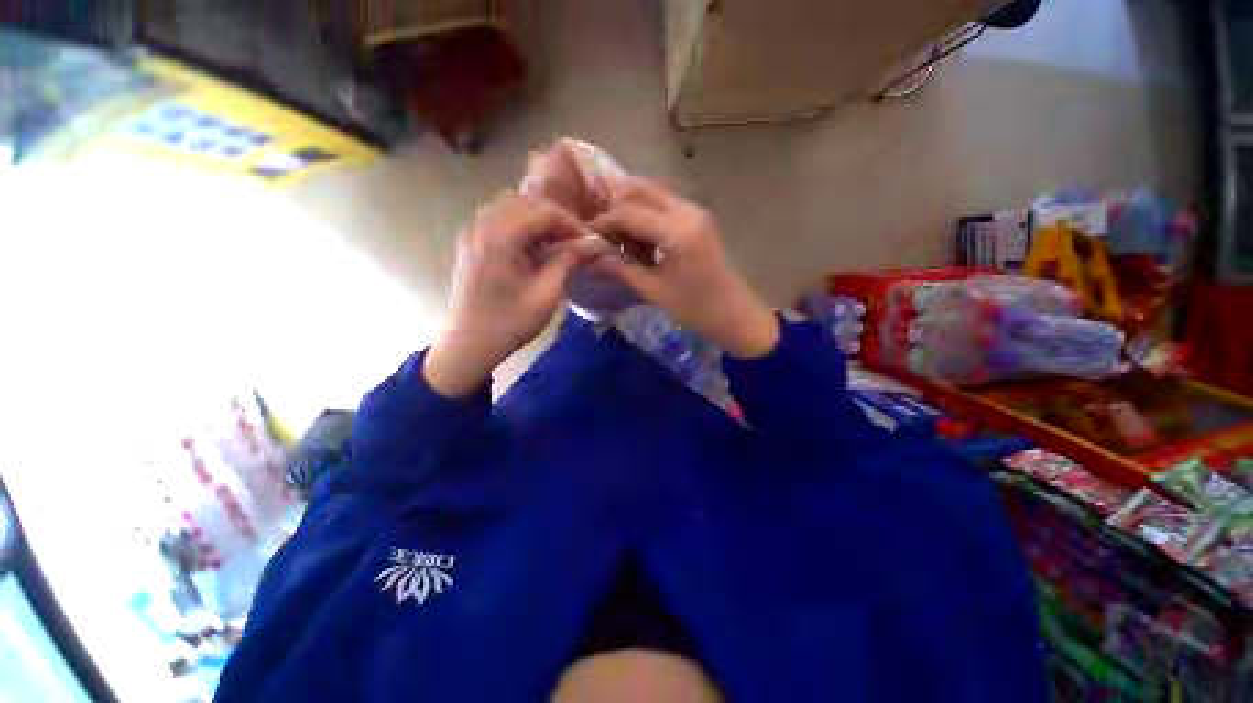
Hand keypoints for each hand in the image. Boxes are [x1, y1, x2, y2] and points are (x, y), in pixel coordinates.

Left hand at [425, 193, 594, 396]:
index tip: (590, 243)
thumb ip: (569, 261)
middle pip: (527, 203)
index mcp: (502, 237)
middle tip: (575, 242)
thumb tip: (594, 243)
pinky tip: (533, 247)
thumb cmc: (511, 323)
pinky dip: (520, 225)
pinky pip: (498, 219)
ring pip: (511, 207)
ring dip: (537, 220)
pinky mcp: (471, 243)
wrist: (470, 344)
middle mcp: (484, 225)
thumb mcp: (547, 294)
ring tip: (556, 243)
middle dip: (555, 219)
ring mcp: (473, 232)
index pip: (545, 212)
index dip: (572, 225)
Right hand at [588, 179, 778, 357]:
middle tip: (603, 230)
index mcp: (677, 232)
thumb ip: (621, 269)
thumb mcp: (653, 290)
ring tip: (619, 233)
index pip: (630, 213)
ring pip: (654, 192)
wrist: (732, 312)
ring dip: (632, 206)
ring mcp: (696, 211)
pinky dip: (647, 211)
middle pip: (642, 190)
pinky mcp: (699, 217)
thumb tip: (591, 260)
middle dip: (617, 206)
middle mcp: (687, 211)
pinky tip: (639, 234)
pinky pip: (666, 203)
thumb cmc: (693, 307)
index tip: (588, 235)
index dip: (605, 222)